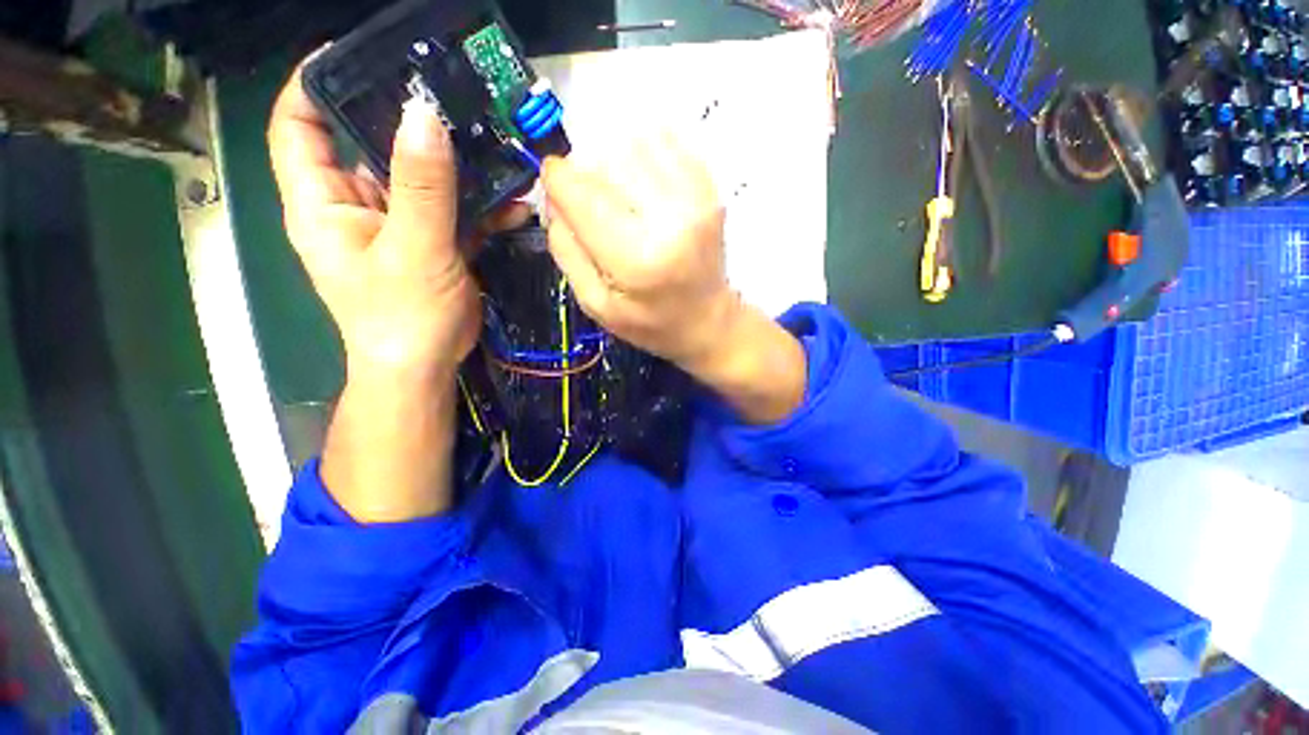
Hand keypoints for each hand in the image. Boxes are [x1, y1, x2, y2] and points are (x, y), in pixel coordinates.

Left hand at [268, 66, 525, 383]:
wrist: (427, 366)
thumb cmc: (403, 317)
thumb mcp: (413, 250)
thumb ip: (421, 187)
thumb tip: (424, 115)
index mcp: (323, 201)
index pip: (299, 124)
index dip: (317, 82)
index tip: (363, 55)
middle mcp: (354, 204)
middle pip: (369, 142)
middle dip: (406, 118)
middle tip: (449, 93)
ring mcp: (398, 223)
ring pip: (421, 177)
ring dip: (457, 165)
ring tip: (495, 143)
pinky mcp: (432, 242)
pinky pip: (453, 212)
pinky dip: (482, 207)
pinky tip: (515, 204)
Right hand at [542, 134, 806, 424]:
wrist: (709, 321)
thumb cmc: (651, 322)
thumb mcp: (596, 304)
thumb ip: (566, 251)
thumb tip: (552, 197)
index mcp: (637, 259)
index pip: (582, 193)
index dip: (557, 180)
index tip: (552, 184)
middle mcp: (670, 220)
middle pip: (607, 159)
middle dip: (585, 172)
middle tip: (588, 199)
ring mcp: (697, 200)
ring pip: (636, 142)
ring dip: (615, 159)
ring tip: (618, 194)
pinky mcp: (711, 190)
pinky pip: (667, 143)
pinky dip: (645, 153)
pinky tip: (644, 184)